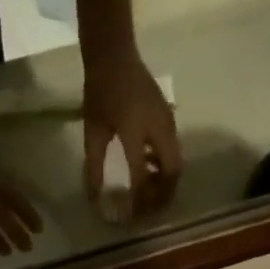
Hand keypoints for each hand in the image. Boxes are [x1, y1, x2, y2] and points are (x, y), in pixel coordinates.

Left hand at [83, 45, 181, 217]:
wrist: (115, 53)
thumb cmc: (100, 90)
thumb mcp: (92, 130)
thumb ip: (94, 165)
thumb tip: (94, 197)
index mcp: (135, 131)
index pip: (142, 176)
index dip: (138, 200)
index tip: (131, 215)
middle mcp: (158, 128)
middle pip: (172, 172)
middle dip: (163, 195)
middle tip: (148, 210)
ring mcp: (168, 123)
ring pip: (176, 163)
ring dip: (166, 183)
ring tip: (149, 194)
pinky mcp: (169, 119)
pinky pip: (174, 151)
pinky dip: (165, 167)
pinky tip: (149, 170)